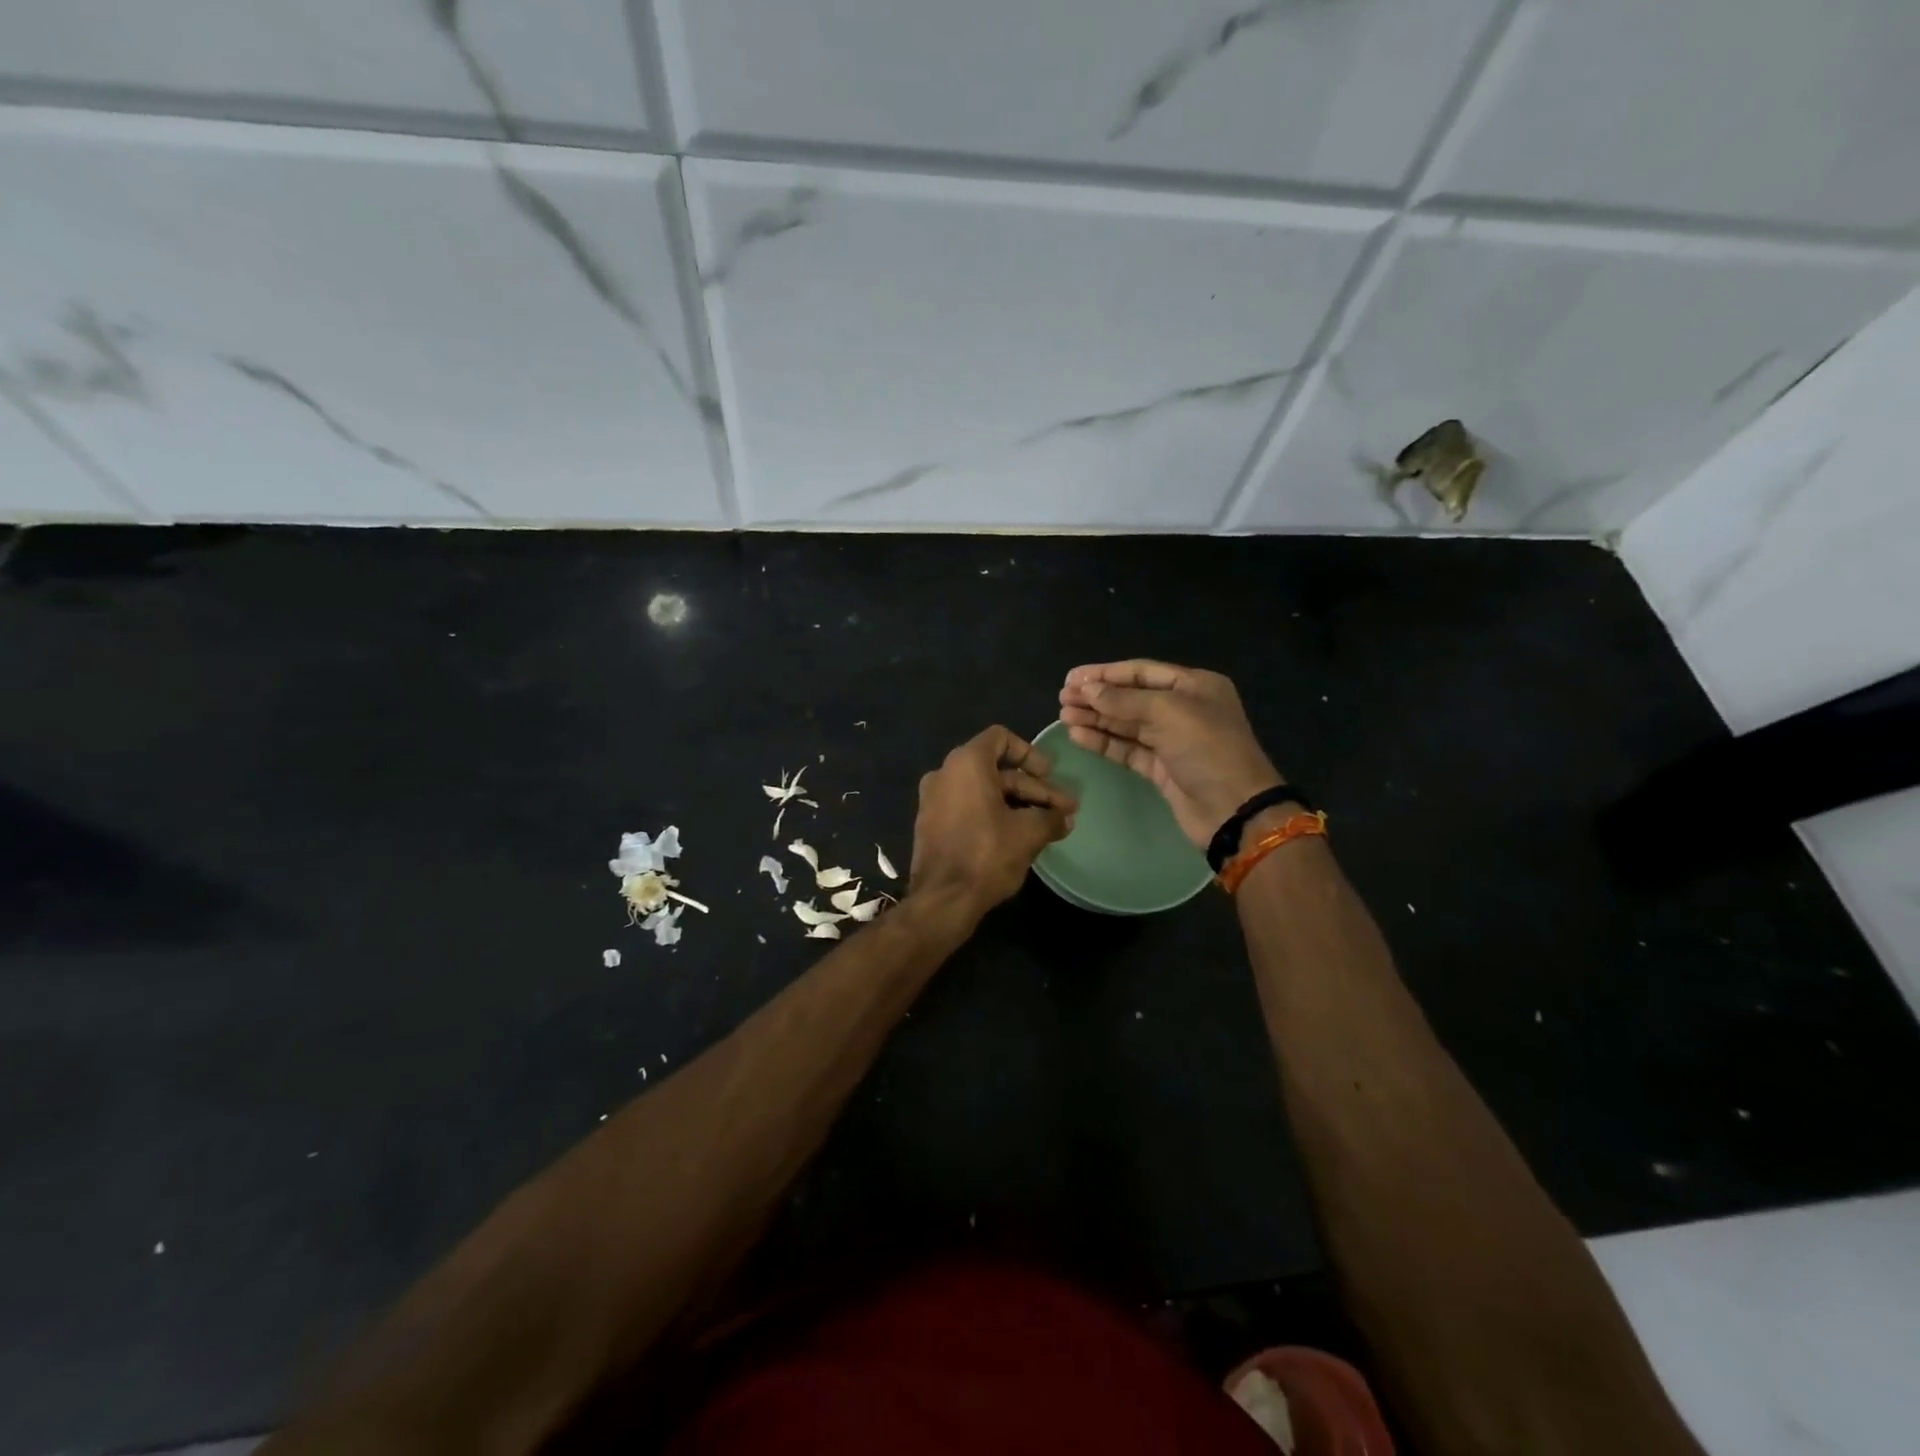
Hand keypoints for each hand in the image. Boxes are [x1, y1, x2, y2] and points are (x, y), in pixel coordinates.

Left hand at [909, 726, 1076, 919]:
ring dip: (1017, 804)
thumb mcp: (1028, 833)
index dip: (1030, 753)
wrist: (942, 899)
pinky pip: (968, 807)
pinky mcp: (932, 824)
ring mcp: (934, 800)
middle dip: (1033, 789)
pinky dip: (993, 814)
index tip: (1049, 775)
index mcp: (966, 763)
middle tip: (1063, 810)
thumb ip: (1051, 818)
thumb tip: (1066, 818)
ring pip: (984, 791)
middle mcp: (945, 773)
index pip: (1001, 738)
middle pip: (997, 770)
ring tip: (1048, 826)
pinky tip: (1019, 837)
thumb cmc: (986, 854)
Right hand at [1058, 660, 1281, 847]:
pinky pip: (1126, 748)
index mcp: (1194, 686)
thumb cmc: (1208, 749)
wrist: (1234, 809)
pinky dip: (1103, 741)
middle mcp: (1182, 708)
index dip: (1105, 674)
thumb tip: (1087, 689)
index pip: (1141, 671)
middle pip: (1131, 697)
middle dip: (1096, 696)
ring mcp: (1171, 740)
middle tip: (1062, 697)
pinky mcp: (1160, 768)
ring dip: (1095, 718)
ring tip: (1063, 715)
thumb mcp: (1168, 713)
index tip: (1072, 678)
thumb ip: (1124, 700)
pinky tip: (1078, 735)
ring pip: (1125, 723)